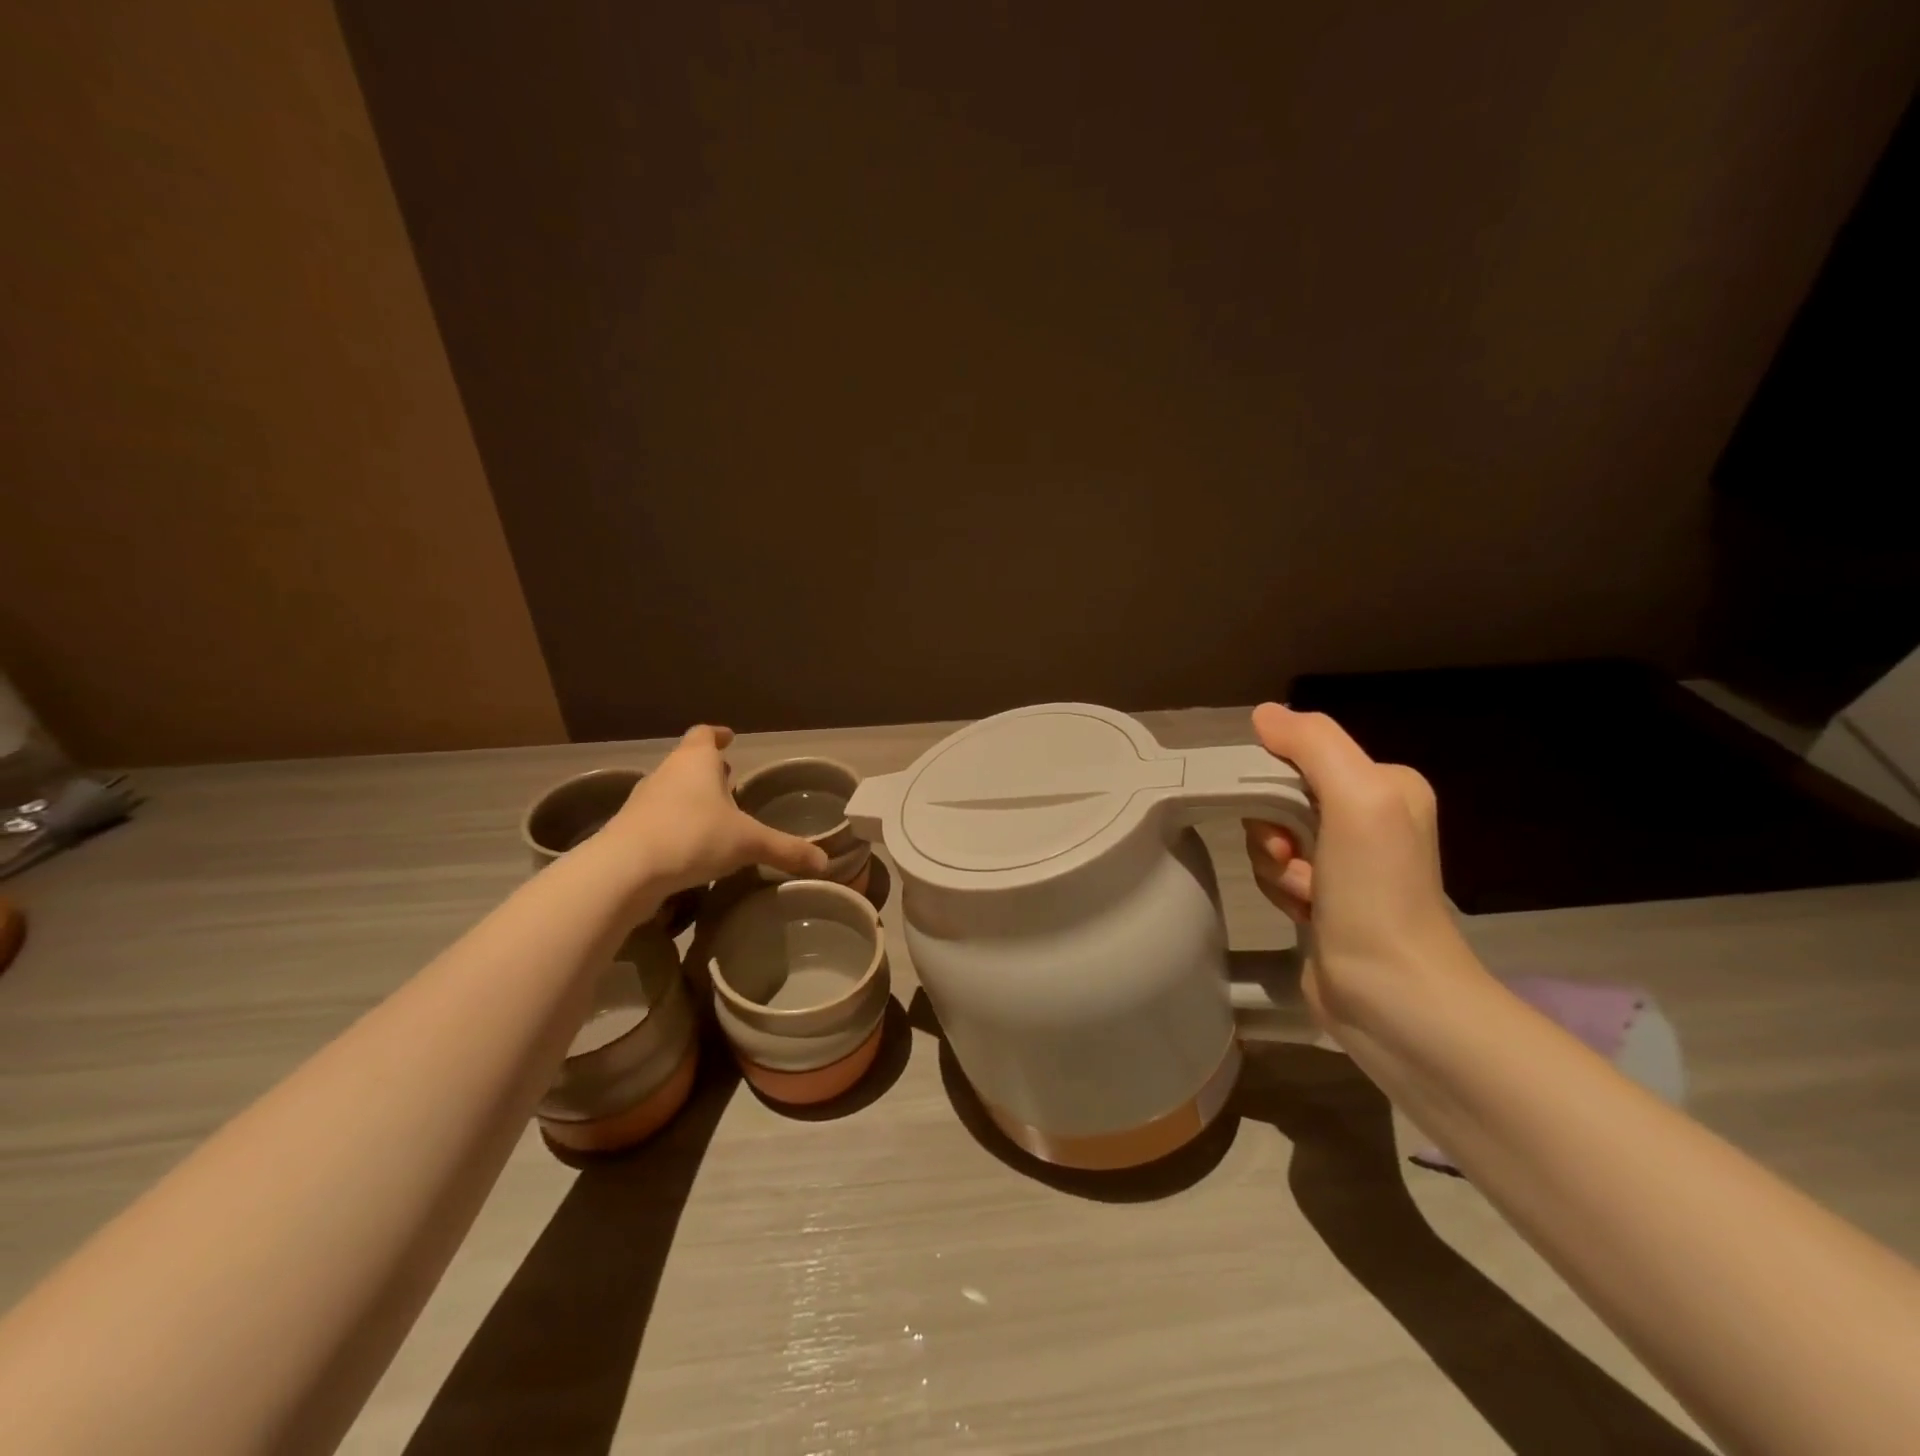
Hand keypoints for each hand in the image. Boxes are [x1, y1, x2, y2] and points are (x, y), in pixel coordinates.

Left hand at [604, 726, 828, 894]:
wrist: (625, 870)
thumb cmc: (693, 837)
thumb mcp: (749, 844)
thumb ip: (785, 850)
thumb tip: (824, 862)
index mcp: (697, 762)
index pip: (705, 735)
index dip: (718, 735)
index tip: (729, 738)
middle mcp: (667, 773)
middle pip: (687, 761)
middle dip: (708, 770)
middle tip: (729, 781)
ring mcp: (643, 800)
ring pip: (671, 790)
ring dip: (690, 798)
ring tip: (713, 816)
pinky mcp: (628, 829)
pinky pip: (657, 818)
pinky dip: (674, 824)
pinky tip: (689, 846)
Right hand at [1242, 703, 1479, 1032]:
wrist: (1390, 994)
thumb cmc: (1376, 891)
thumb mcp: (1356, 799)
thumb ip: (1313, 744)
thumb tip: (1264, 714)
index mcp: (1386, 785)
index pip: (1302, 756)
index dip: (1275, 783)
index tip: (1284, 821)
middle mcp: (1369, 818)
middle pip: (1282, 798)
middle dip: (1274, 830)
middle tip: (1292, 858)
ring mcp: (1347, 863)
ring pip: (1272, 838)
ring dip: (1275, 866)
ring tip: (1305, 895)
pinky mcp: (1325, 899)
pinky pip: (1276, 872)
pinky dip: (1280, 891)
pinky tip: (1303, 913)